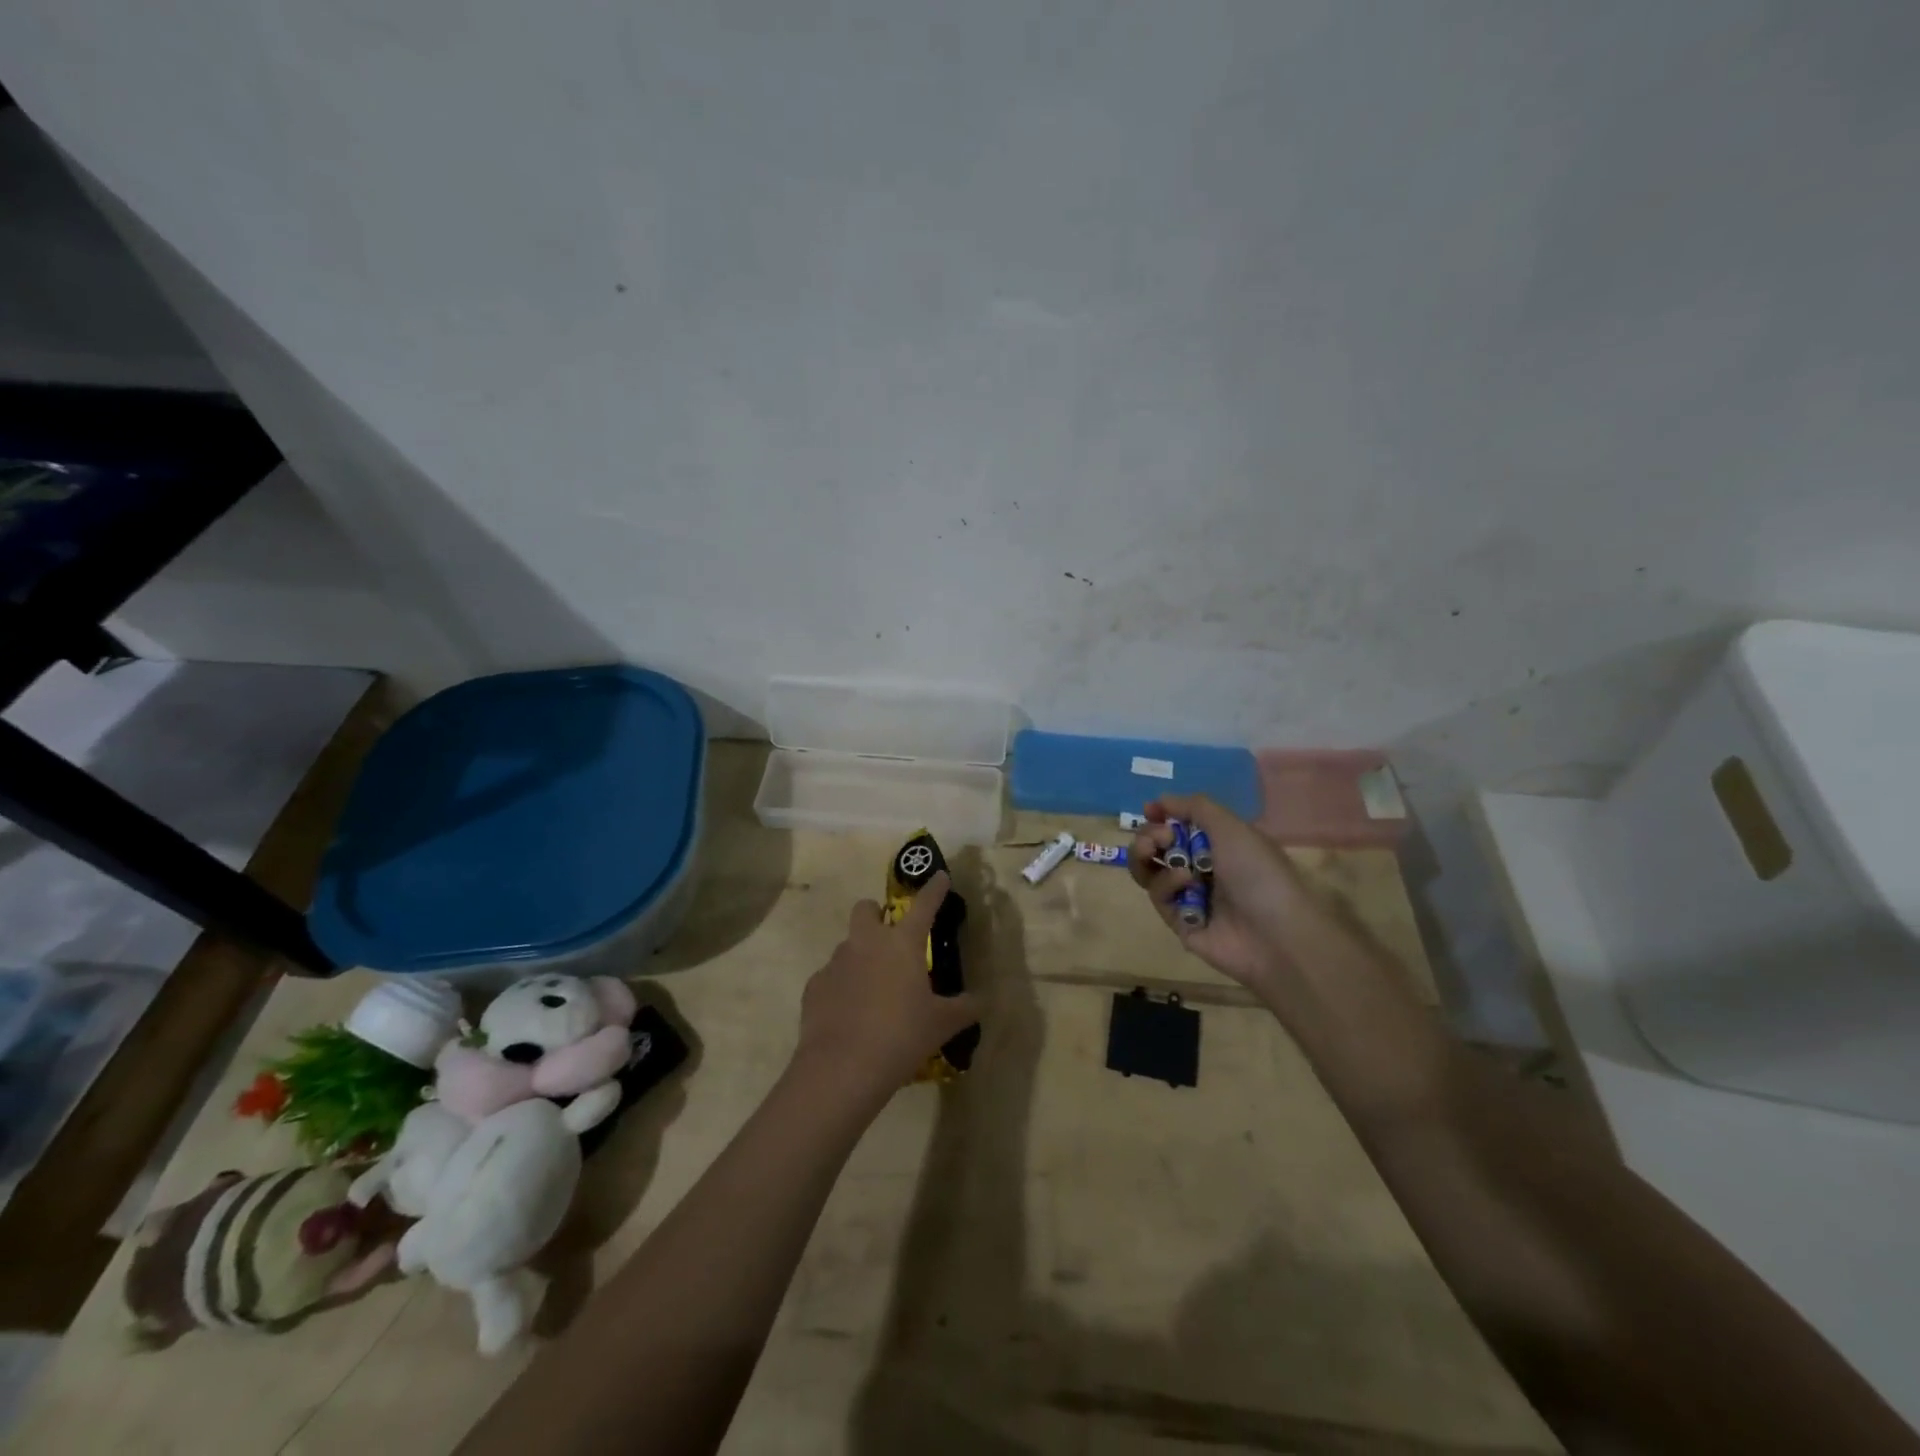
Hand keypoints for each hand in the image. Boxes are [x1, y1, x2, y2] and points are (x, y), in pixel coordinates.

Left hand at [795, 871, 981, 1102]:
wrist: (842, 1068)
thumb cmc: (901, 1036)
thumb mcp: (942, 1024)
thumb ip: (964, 1008)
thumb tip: (981, 1002)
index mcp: (902, 943)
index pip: (924, 905)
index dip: (934, 889)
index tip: (940, 876)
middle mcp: (866, 942)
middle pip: (866, 909)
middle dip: (876, 915)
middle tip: (889, 938)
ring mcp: (836, 962)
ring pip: (847, 945)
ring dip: (860, 957)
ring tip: (872, 990)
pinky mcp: (814, 987)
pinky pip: (830, 977)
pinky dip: (841, 988)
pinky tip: (849, 1014)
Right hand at [1129, 795, 1303, 987]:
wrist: (1276, 934)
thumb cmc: (1258, 872)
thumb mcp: (1231, 828)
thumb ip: (1195, 807)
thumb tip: (1161, 800)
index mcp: (1219, 845)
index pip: (1180, 825)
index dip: (1162, 816)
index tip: (1150, 809)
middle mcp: (1202, 869)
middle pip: (1157, 848)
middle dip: (1149, 836)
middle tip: (1158, 836)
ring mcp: (1189, 897)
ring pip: (1150, 872)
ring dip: (1145, 856)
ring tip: (1152, 849)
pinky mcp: (1180, 922)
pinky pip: (1160, 897)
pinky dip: (1167, 884)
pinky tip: (1185, 881)